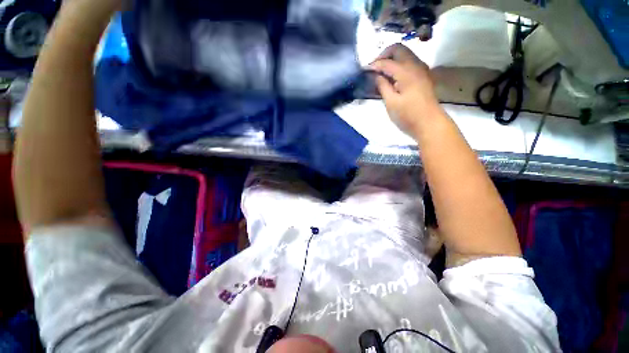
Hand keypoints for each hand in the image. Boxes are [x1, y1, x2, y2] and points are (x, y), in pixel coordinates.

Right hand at [370, 43, 440, 136]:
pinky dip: (398, 64)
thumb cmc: (408, 115)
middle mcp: (415, 65)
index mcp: (406, 72)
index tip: (364, 70)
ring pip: (405, 54)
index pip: (387, 62)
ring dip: (392, 59)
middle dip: (384, 55)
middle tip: (374, 68)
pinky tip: (392, 77)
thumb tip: (376, 75)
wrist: (429, 123)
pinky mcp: (423, 75)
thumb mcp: (391, 103)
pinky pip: (409, 62)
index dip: (374, 65)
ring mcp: (421, 69)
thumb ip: (383, 86)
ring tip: (381, 73)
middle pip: (398, 49)